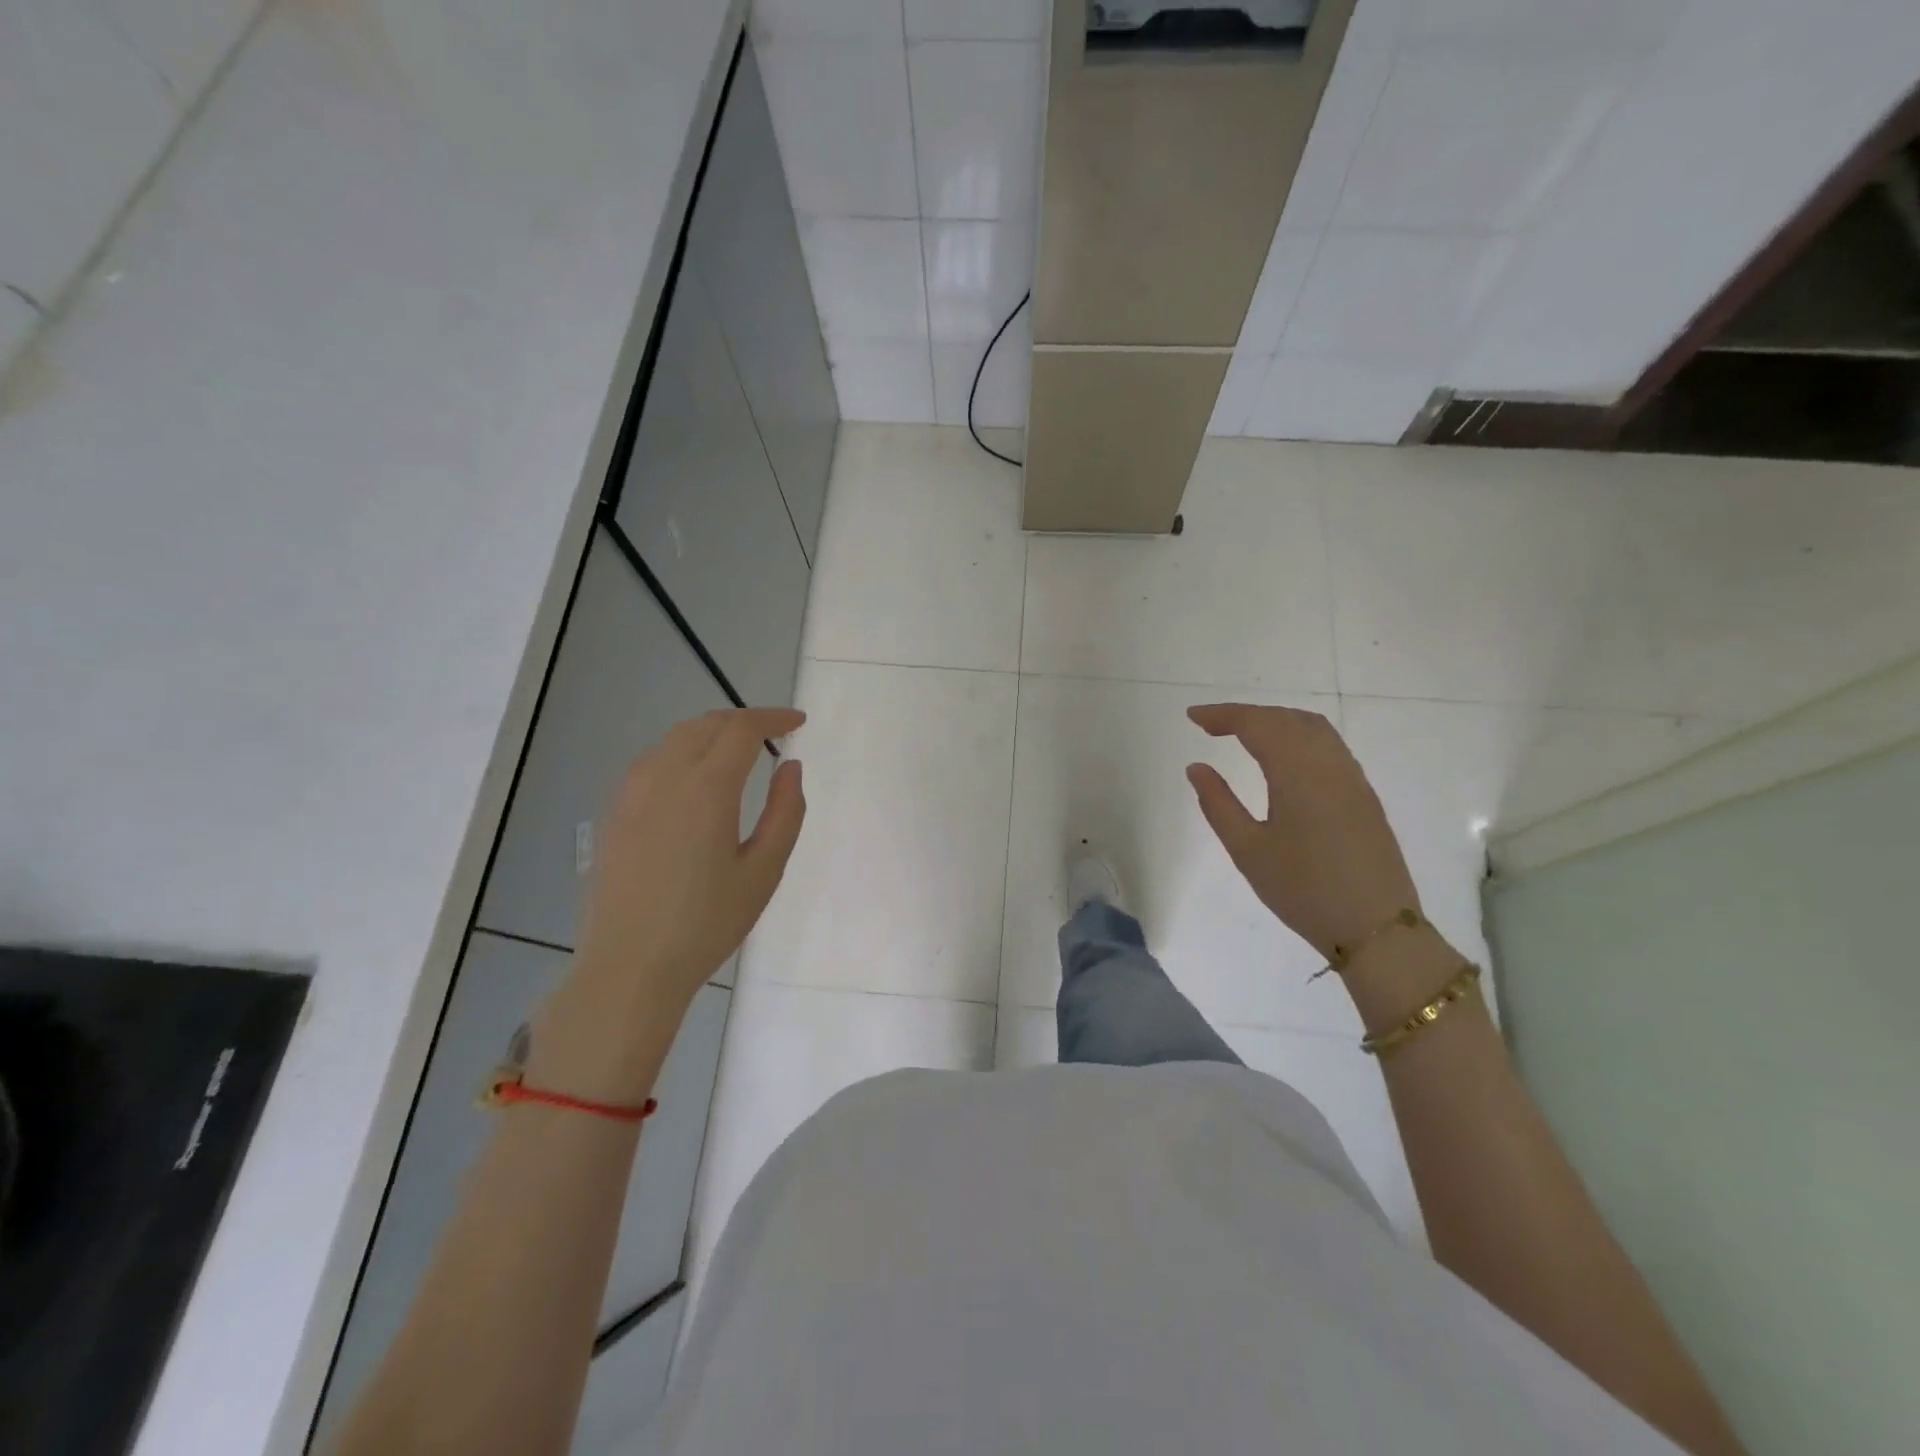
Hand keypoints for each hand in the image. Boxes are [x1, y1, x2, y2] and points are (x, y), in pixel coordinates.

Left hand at [533, 708, 805, 1102]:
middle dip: (743, 720)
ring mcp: (631, 792)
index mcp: (706, 787)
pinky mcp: (613, 812)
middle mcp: (663, 776)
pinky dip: (682, 753)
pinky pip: (652, 762)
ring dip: (711, 733)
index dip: (773, 718)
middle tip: (773, 734)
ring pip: (675, 739)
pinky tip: (695, 781)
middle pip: (706, 724)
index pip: (742, 729)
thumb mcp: (764, 871)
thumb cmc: (707, 923)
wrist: (629, 968)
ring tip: (738, 752)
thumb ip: (785, 811)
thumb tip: (790, 766)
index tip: (798, 722)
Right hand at [1186, 703, 1418, 962]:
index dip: (1223, 715)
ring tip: (1245, 735)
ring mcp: (1353, 778)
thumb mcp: (1248, 850)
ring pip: (1313, 728)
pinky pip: (1330, 746)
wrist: (1376, 929)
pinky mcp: (1364, 796)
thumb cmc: (1303, 890)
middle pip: (1286, 719)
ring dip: (1276, 721)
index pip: (1257, 725)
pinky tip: (1284, 757)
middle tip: (1211, 726)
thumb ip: (1218, 804)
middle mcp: (1329, 765)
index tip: (1192, 717)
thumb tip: (1197, 767)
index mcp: (1297, 773)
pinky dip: (1299, 736)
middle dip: (1247, 715)